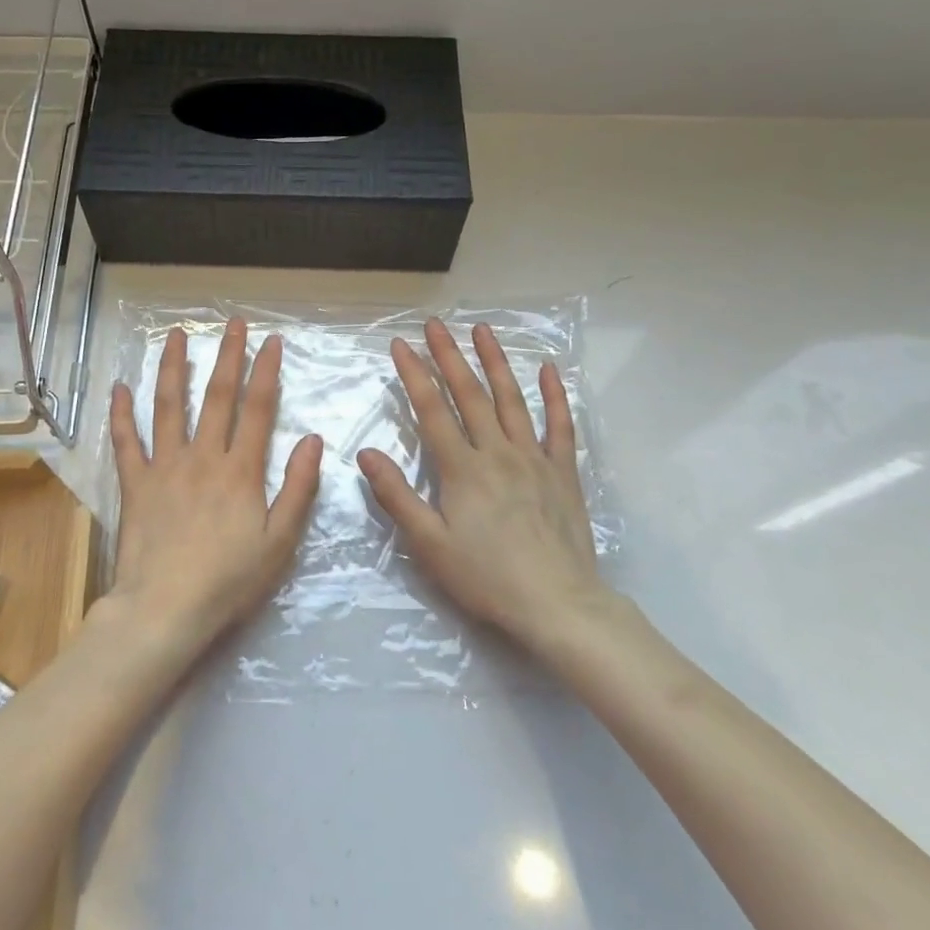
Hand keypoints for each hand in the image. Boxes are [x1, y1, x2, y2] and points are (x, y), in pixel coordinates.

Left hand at [103, 319, 322, 653]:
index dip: (266, 372)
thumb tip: (312, 439)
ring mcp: (164, 467)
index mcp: (240, 470)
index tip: (272, 341)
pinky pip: (126, 442)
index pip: (258, 409)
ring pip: (169, 407)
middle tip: (233, 323)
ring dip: (175, 368)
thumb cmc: (229, 580)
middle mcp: (203, 457)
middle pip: (217, 397)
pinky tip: (119, 388)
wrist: (164, 610)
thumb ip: (298, 488)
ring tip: (176, 336)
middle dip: (228, 356)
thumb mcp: (280, 541)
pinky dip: (121, 414)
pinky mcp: (135, 485)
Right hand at [358, 320, 602, 653]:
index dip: (414, 374)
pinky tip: (548, 369)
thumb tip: (367, 454)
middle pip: (470, 394)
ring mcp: (534, 458)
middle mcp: (498, 452)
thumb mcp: (430, 545)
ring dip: (495, 362)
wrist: (557, 605)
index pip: (433, 409)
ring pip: (512, 399)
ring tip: (482, 330)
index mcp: (463, 469)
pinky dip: (554, 396)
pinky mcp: (563, 472)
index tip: (400, 343)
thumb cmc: (486, 578)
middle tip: (435, 325)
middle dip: (449, 356)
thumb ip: (398, 496)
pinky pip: (560, 426)